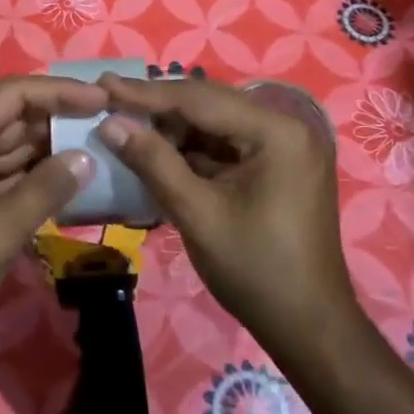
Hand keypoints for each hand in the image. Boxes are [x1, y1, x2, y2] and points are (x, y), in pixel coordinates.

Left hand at [0, 75, 103, 360]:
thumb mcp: (0, 229)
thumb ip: (47, 188)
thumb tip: (85, 158)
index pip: (11, 94)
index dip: (60, 92)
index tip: (103, 100)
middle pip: (8, 117)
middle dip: (56, 122)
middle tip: (105, 127)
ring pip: (5, 147)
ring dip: (45, 150)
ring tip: (94, 150)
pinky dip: (28, 176)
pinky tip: (63, 181)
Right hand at [95, 76, 354, 358]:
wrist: (310, 328)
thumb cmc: (256, 271)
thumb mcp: (197, 214)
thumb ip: (154, 162)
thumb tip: (110, 124)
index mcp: (277, 132)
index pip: (200, 98)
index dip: (146, 93)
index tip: (103, 84)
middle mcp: (287, 126)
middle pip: (209, 104)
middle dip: (158, 105)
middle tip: (108, 97)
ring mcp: (284, 146)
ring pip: (215, 123)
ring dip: (172, 127)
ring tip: (124, 122)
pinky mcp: (277, 166)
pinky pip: (226, 145)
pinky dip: (191, 148)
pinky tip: (156, 148)